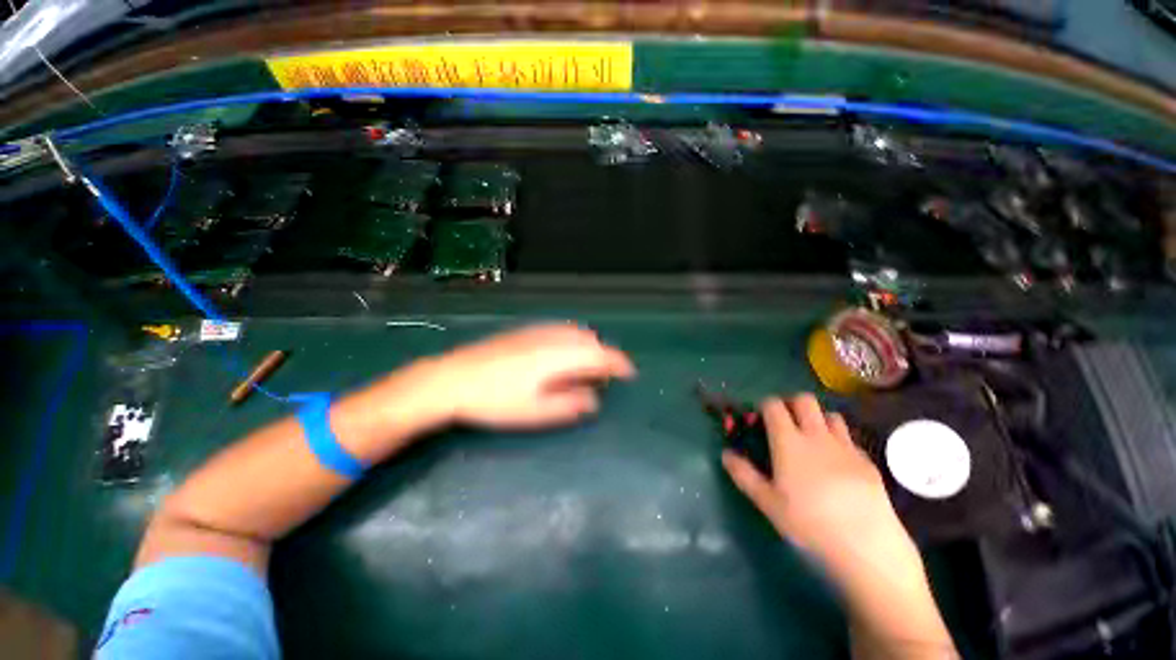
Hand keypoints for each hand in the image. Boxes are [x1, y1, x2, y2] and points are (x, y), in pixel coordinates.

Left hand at [424, 323, 635, 429]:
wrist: (453, 378)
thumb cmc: (495, 400)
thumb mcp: (535, 411)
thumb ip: (570, 405)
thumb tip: (594, 400)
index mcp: (559, 356)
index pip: (600, 354)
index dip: (618, 363)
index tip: (629, 374)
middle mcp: (553, 337)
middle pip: (590, 341)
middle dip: (604, 356)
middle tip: (605, 378)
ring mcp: (538, 331)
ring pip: (576, 333)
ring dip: (589, 347)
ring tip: (588, 368)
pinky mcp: (525, 331)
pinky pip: (561, 330)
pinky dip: (573, 341)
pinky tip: (564, 355)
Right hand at [722, 394, 916, 574]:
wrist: (867, 544)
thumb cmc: (808, 522)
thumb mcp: (768, 502)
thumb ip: (744, 474)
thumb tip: (725, 454)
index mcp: (789, 441)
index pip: (773, 406)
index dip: (764, 405)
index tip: (759, 418)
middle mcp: (817, 436)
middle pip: (804, 400)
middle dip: (791, 403)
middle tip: (785, 422)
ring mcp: (845, 447)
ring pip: (831, 415)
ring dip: (818, 419)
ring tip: (812, 439)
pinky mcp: (867, 461)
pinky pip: (849, 439)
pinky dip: (839, 441)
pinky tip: (837, 464)